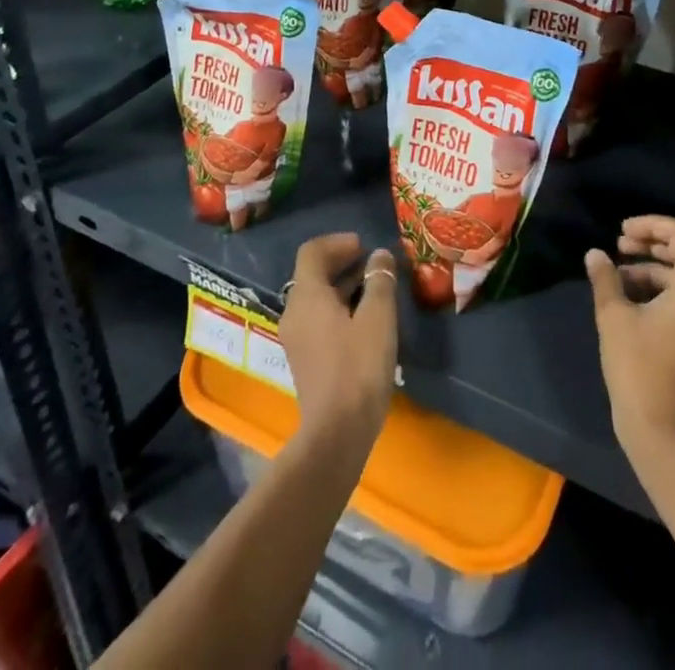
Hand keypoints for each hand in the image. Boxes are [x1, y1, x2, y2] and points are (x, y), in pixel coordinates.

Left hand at [279, 234, 398, 448]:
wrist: (337, 433)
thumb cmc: (358, 366)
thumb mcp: (378, 317)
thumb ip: (379, 281)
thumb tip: (379, 256)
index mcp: (307, 297)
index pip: (312, 252)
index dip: (337, 243)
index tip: (364, 246)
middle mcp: (294, 313)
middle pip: (312, 274)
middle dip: (342, 263)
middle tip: (373, 264)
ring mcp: (297, 339)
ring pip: (317, 298)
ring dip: (343, 286)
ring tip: (375, 289)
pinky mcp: (306, 359)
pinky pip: (319, 319)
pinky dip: (339, 308)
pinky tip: (366, 320)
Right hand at [585, 216, 674, 464]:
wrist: (667, 437)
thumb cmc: (640, 370)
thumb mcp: (614, 318)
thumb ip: (605, 279)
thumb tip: (595, 254)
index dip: (651, 224)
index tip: (621, 231)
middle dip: (650, 244)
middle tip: (618, 246)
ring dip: (652, 269)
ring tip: (617, 276)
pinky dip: (662, 291)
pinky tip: (631, 300)